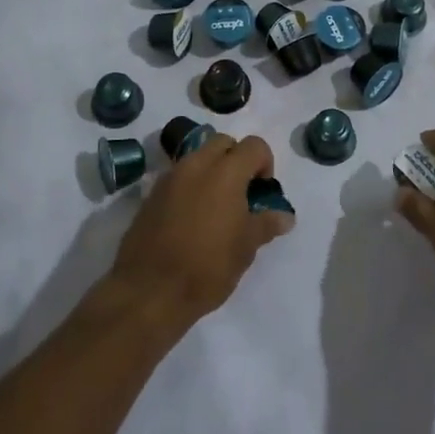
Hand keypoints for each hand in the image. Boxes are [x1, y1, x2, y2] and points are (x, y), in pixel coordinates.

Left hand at [106, 133, 292, 328]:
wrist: (149, 290)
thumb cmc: (207, 267)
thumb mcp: (245, 248)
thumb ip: (266, 224)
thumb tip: (285, 216)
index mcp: (225, 172)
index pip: (254, 145)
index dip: (265, 163)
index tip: (263, 191)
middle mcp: (196, 165)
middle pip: (222, 142)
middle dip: (236, 159)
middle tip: (241, 193)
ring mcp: (170, 177)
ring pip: (198, 156)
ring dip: (212, 170)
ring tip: (217, 207)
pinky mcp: (151, 194)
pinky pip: (178, 176)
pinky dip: (191, 185)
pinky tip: (192, 218)